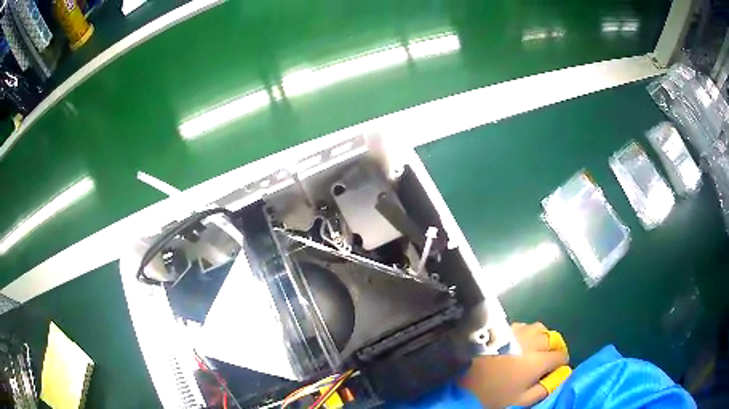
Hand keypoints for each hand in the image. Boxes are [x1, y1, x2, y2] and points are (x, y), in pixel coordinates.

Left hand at [459, 322, 568, 407]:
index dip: (561, 363)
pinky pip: (522, 325)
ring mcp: (514, 333)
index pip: (560, 356)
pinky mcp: (500, 330)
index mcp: (536, 361)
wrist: (458, 384)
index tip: (556, 369)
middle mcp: (529, 342)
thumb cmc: (491, 396)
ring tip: (535, 349)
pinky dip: (527, 332)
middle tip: (547, 359)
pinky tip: (519, 343)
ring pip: (539, 328)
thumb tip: (561, 376)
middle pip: (552, 338)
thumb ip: (544, 389)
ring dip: (542, 337)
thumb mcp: (520, 401)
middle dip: (554, 348)